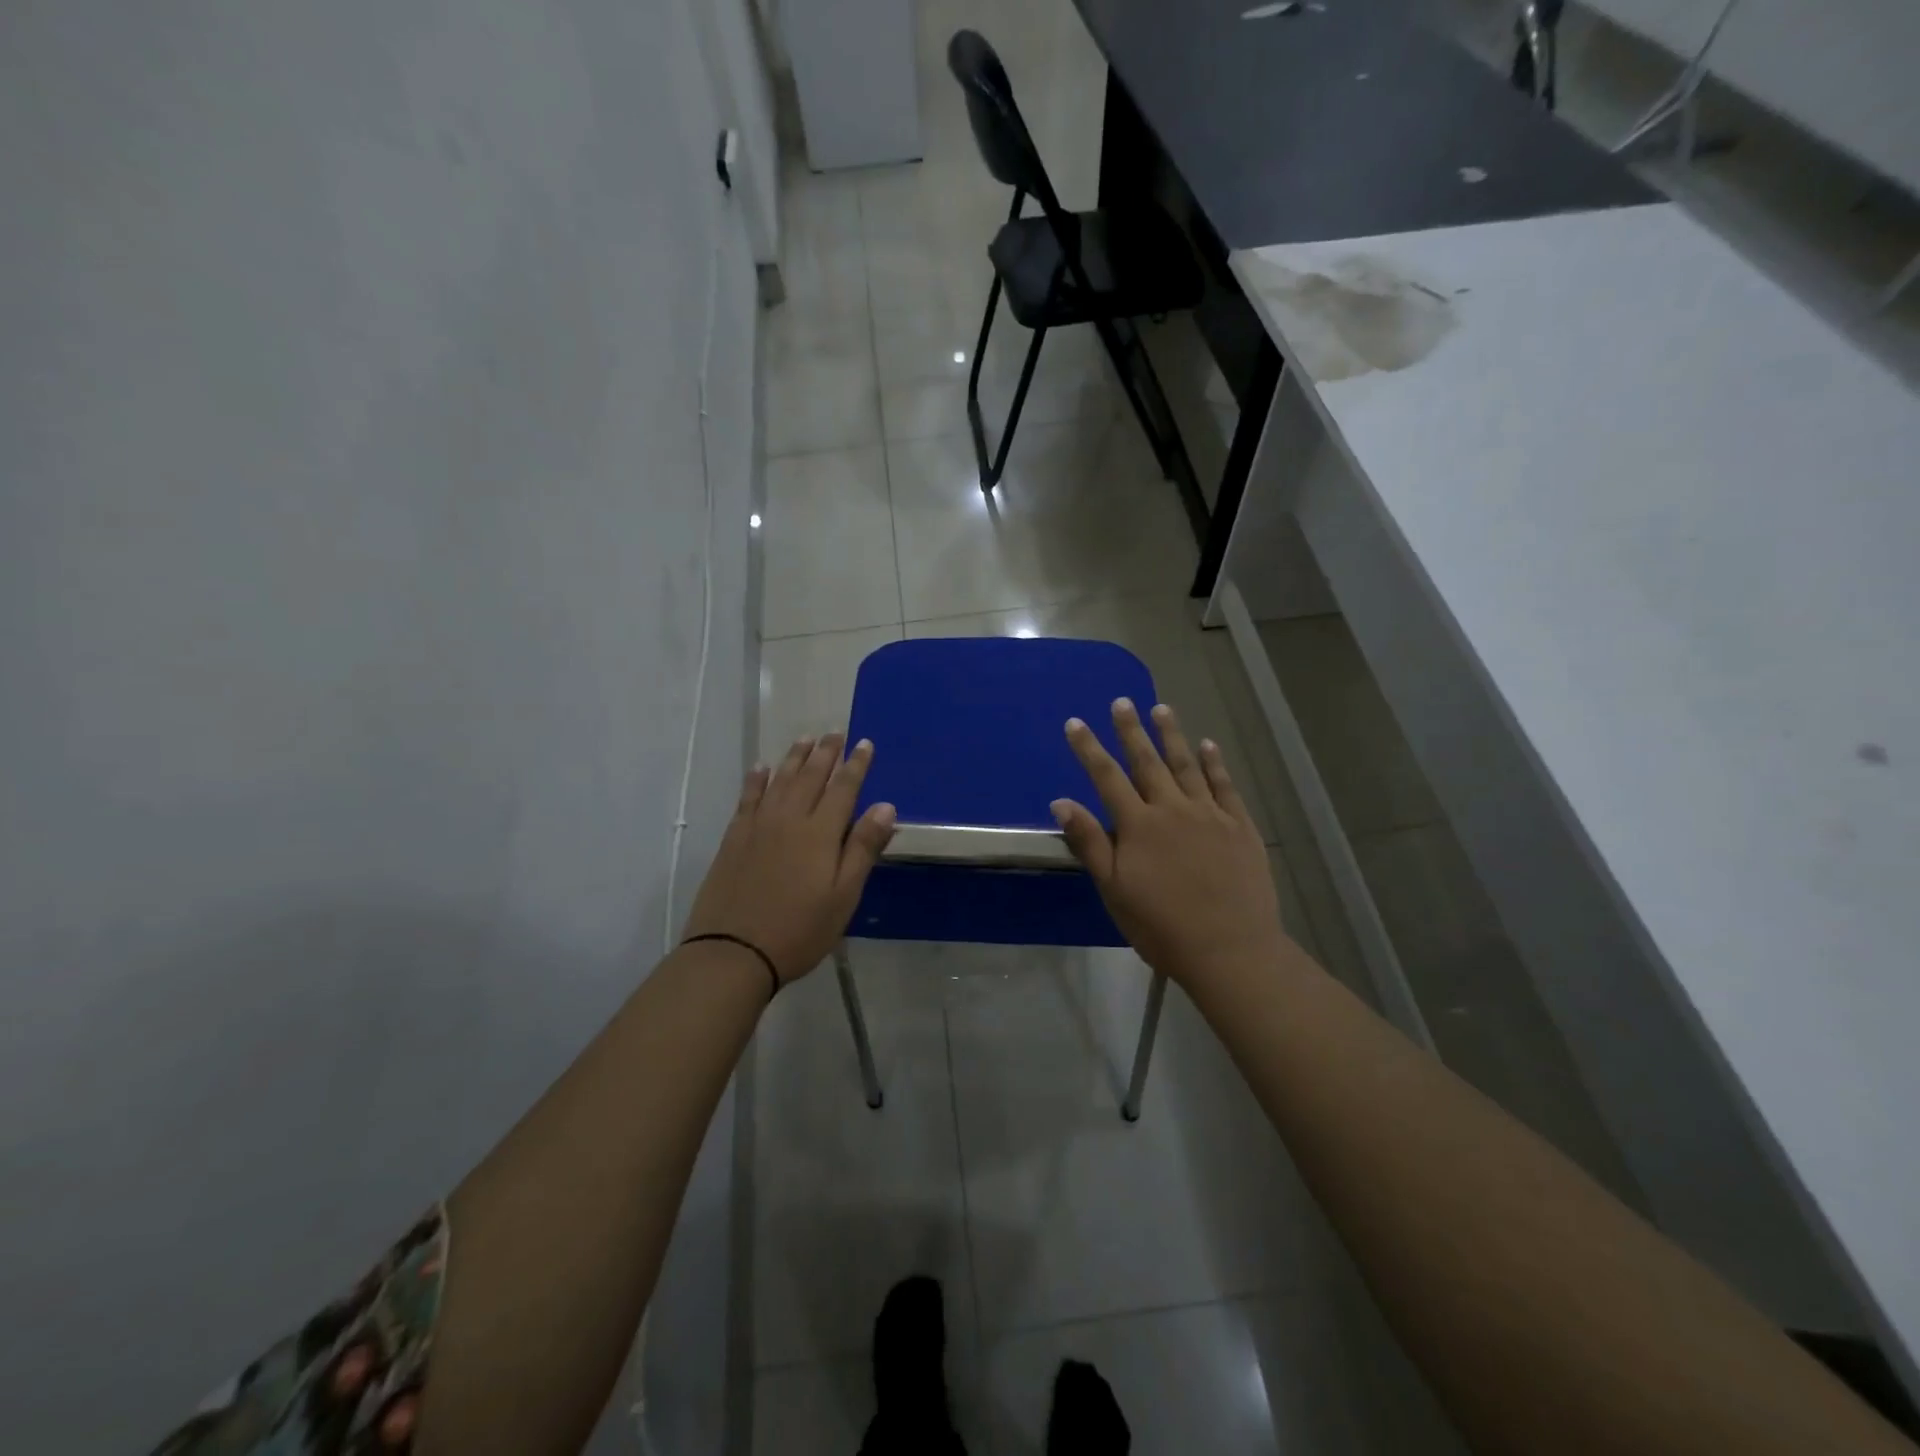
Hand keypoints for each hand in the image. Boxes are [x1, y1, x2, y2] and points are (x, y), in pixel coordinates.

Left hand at [682, 734, 896, 983]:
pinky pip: (748, 797)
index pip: (843, 788)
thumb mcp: (843, 895)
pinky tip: (761, 768)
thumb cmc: (799, 929)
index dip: (856, 765)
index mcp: (820, 833)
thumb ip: (863, 848)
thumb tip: (885, 806)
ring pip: (780, 780)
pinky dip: (756, 780)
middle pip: (810, 777)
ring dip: (794, 758)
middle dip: (825, 753)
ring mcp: (758, 826)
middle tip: (835, 733)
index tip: (864, 743)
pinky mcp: (734, 838)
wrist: (732, 952)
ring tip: (805, 739)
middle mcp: (789, 819)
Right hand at [1051, 700, 1289, 987]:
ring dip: (1172, 735)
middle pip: (1147, 762)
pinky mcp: (1240, 827)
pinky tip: (1208, 745)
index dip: (1088, 749)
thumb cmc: (1161, 926)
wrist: (1230, 949)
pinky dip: (1215, 763)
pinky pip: (1225, 786)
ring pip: (1187, 765)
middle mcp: (1173, 809)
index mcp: (1138, 825)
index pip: (1107, 777)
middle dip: (1131, 730)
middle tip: (1123, 702)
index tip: (1075, 722)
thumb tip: (1062, 801)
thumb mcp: (1114, 889)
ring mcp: (1210, 814)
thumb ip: (1089, 842)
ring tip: (1162, 709)